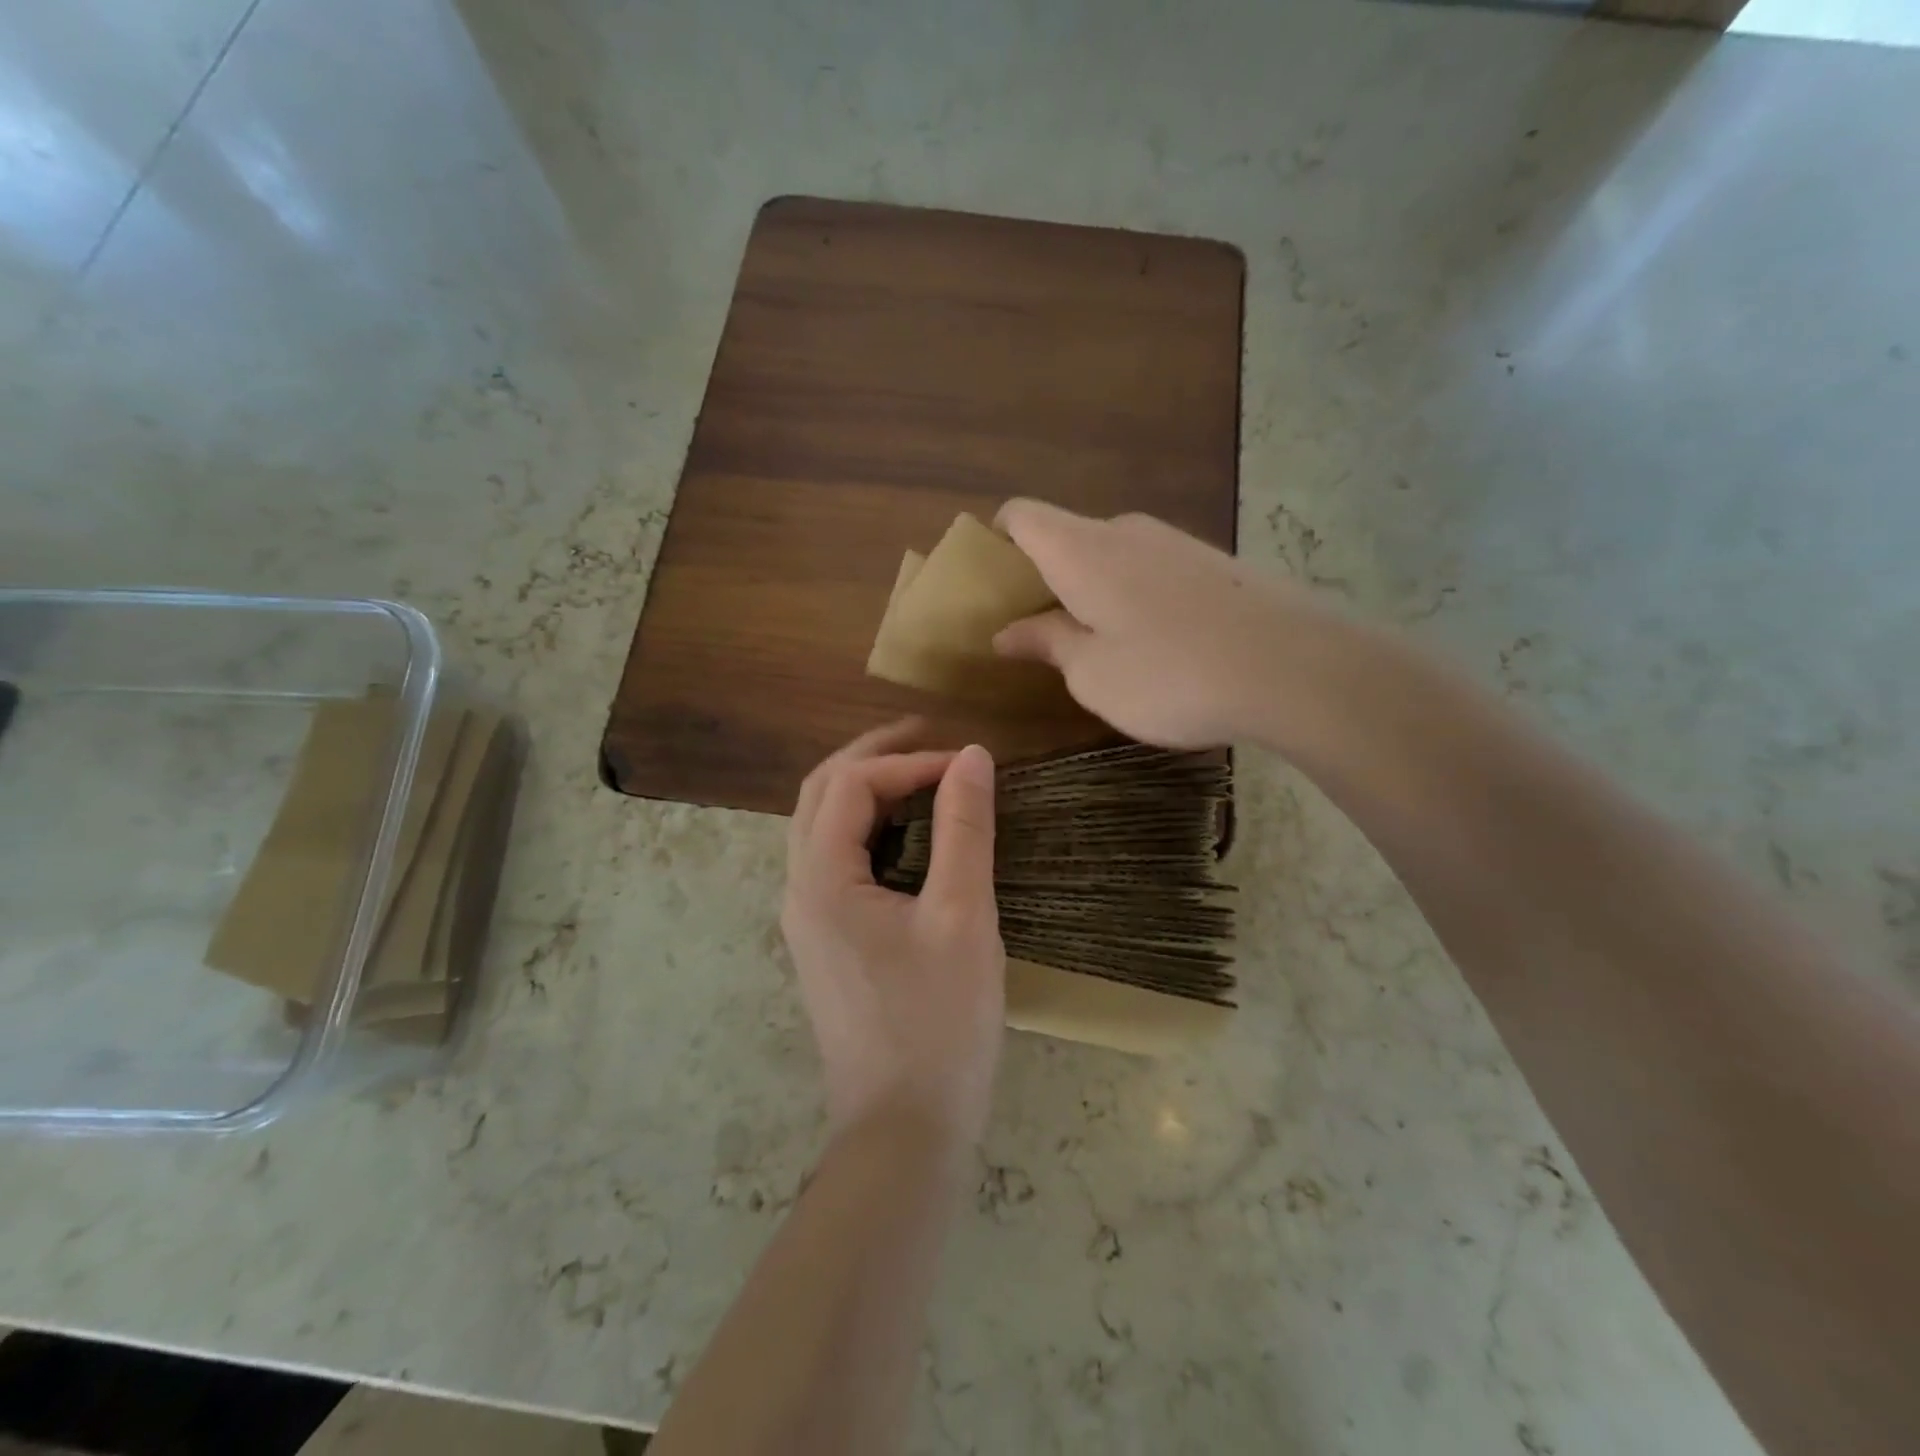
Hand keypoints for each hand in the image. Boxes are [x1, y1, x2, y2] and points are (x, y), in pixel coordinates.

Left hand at [782, 720, 1005, 1148]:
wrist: (905, 1130)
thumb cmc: (938, 1023)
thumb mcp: (962, 916)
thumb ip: (964, 829)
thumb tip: (972, 756)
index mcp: (821, 880)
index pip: (851, 784)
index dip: (908, 761)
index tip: (968, 766)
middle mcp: (798, 891)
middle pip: (819, 795)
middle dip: (872, 757)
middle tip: (928, 738)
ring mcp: (806, 920)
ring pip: (821, 827)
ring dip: (865, 790)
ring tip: (919, 774)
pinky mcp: (824, 942)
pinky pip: (834, 861)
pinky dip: (867, 829)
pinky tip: (907, 835)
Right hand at [993, 500, 1317, 747]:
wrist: (1298, 668)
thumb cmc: (1172, 675)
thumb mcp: (1093, 674)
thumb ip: (1046, 644)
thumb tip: (1007, 631)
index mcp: (1081, 551)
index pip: (1021, 516)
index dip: (995, 540)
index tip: (990, 586)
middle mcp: (1125, 532)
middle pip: (1065, 537)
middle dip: (1042, 578)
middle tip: (1037, 633)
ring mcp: (1176, 543)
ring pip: (1111, 556)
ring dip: (1091, 591)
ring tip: (1097, 646)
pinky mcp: (1215, 563)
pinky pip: (1151, 570)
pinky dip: (1133, 597)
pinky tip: (1154, 646)